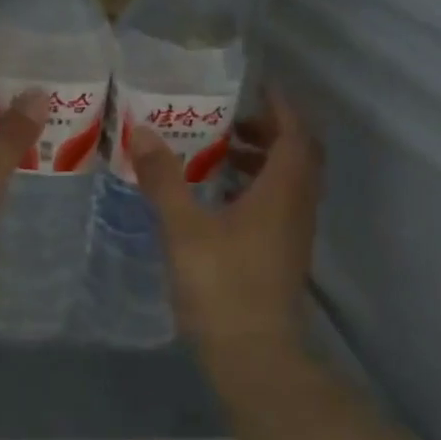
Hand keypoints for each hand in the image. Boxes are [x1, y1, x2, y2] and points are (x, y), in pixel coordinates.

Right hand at [130, 87, 321, 357]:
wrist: (253, 354)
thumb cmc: (222, 285)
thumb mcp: (184, 228)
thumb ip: (164, 179)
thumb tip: (143, 132)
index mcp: (283, 191)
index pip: (295, 133)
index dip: (280, 105)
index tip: (256, 85)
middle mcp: (297, 206)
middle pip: (297, 154)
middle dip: (269, 128)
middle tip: (230, 116)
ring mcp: (292, 233)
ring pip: (288, 180)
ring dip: (261, 158)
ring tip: (218, 150)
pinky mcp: (281, 254)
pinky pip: (277, 203)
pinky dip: (255, 186)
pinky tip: (218, 196)